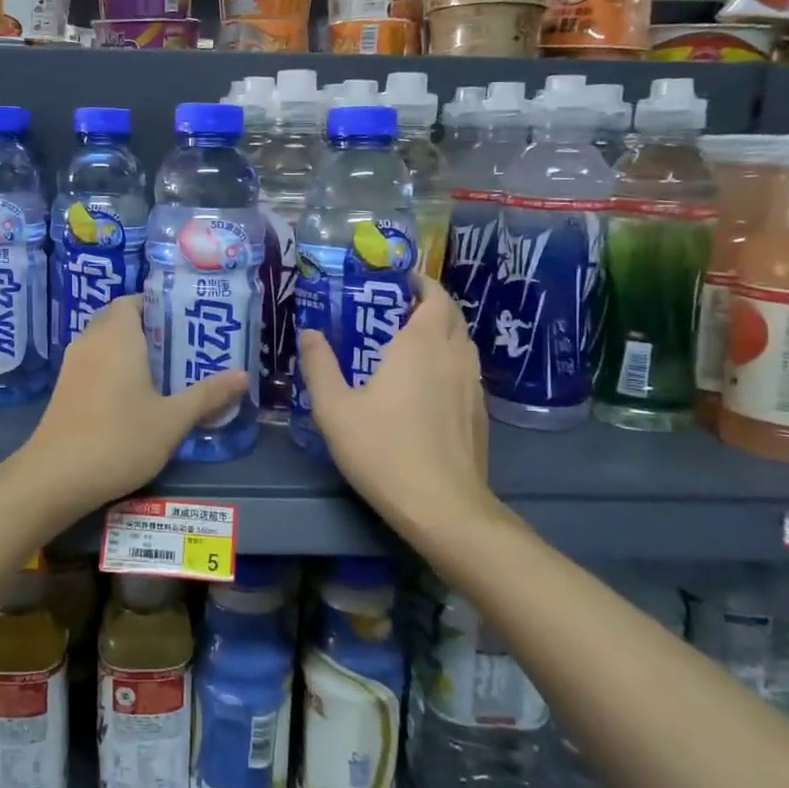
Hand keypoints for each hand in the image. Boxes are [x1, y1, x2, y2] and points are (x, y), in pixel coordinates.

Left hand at [7, 296, 248, 520]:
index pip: (134, 300)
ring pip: (105, 343)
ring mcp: (73, 365)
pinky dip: (114, 368)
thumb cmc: (119, 439)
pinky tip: (135, 396)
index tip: (186, 321)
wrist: (55, 477)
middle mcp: (91, 341)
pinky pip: (94, 363)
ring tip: (166, 370)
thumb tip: (243, 375)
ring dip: (131, 350)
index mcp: (117, 336)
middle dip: (150, 328)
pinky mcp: (64, 389)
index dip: (159, 305)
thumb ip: (208, 395)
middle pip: (120, 319)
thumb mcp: (172, 420)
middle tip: (183, 346)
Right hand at [297, 273, 492, 528]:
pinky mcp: (479, 414)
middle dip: (428, 303)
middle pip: (451, 315)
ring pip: (462, 343)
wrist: (443, 507)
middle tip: (395, 308)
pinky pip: (465, 370)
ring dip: (440, 332)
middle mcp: (454, 356)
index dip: (420, 282)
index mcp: (422, 344)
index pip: (434, 295)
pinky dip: (448, 361)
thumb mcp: (335, 408)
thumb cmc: (384, 449)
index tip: (397, 280)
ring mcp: (473, 386)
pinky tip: (425, 385)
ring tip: (407, 342)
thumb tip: (309, 332)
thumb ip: (319, 365)